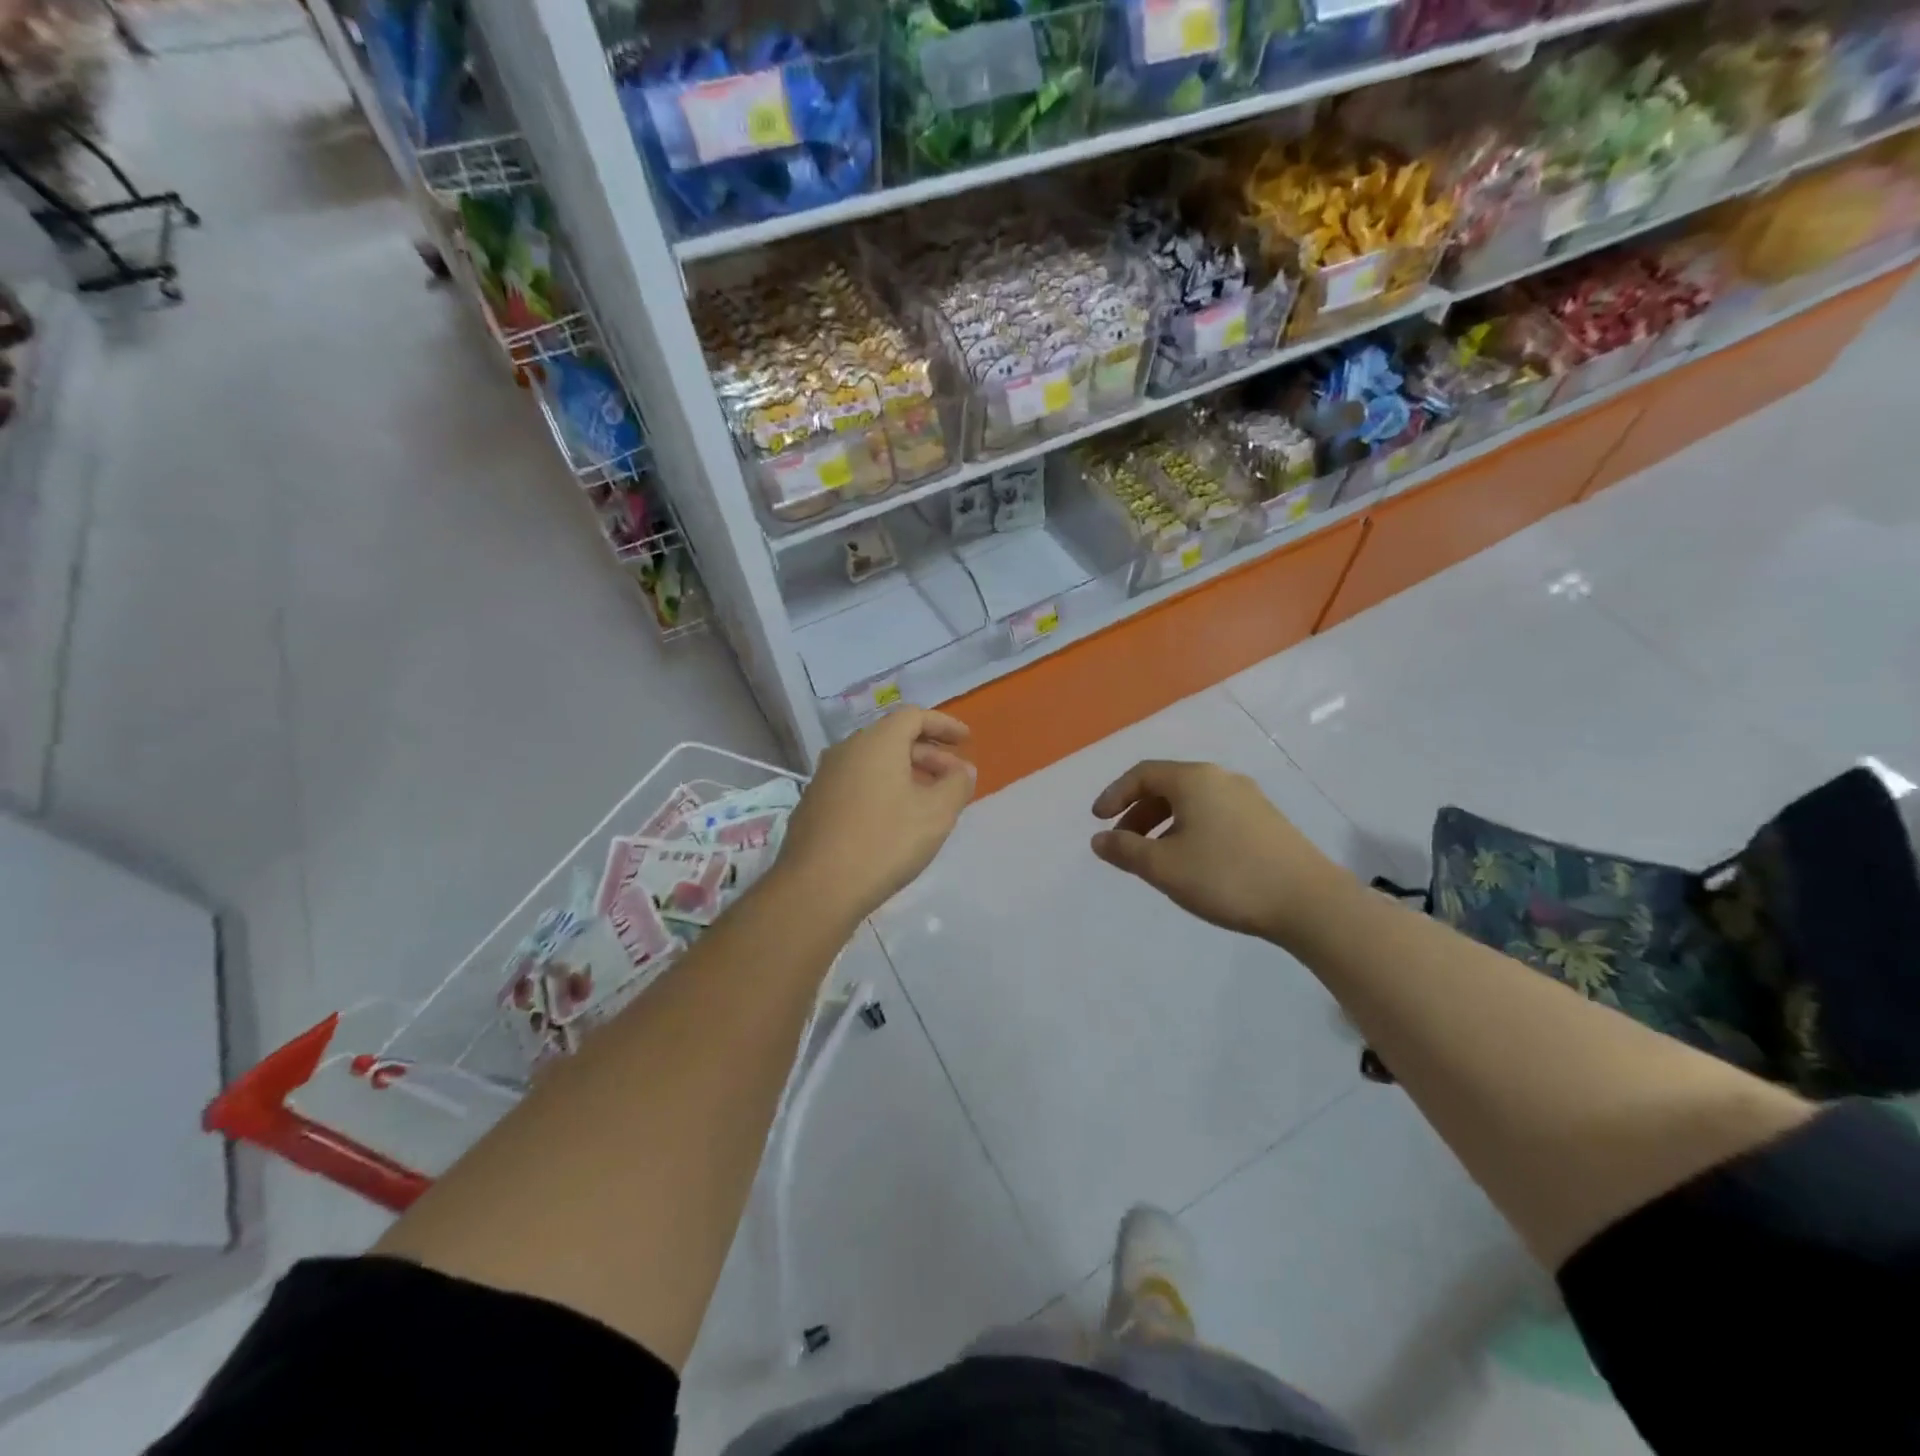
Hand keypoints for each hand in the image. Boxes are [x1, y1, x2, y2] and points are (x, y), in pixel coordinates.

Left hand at [777, 708, 975, 924]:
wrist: (818, 886)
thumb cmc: (885, 842)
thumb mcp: (936, 814)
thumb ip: (957, 784)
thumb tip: (963, 770)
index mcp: (877, 742)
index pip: (914, 715)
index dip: (944, 725)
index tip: (966, 741)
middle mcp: (847, 750)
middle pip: (894, 738)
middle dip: (929, 754)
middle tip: (954, 778)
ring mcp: (825, 777)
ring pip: (874, 762)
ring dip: (906, 772)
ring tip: (929, 800)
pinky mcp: (815, 803)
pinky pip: (857, 783)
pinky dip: (882, 788)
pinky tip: (894, 819)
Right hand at [1090, 760, 1349, 947]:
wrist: (1309, 902)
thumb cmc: (1226, 876)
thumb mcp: (1164, 867)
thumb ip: (1125, 850)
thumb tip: (1099, 838)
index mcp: (1194, 779)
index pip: (1142, 774)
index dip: (1114, 794)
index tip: (1098, 820)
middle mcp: (1221, 779)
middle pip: (1168, 785)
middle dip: (1138, 812)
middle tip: (1123, 841)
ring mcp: (1249, 798)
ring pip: (1193, 802)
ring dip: (1164, 823)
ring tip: (1154, 857)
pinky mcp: (1267, 821)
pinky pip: (1214, 814)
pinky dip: (1190, 829)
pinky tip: (1192, 861)